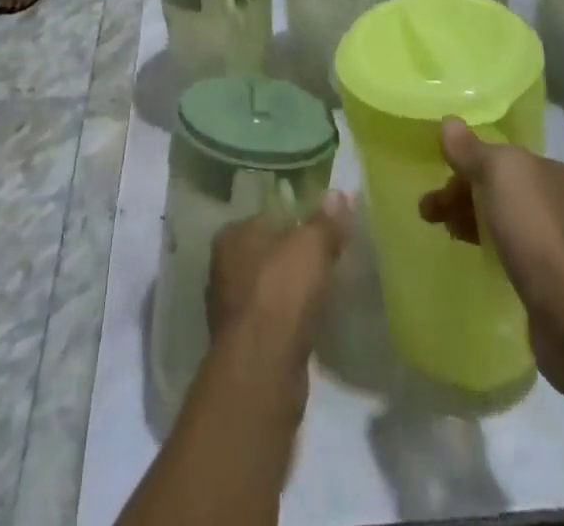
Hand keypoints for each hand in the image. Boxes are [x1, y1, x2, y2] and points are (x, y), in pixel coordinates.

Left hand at [207, 193, 352, 379]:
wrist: (263, 369)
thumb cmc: (281, 291)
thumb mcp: (312, 246)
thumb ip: (326, 221)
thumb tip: (339, 194)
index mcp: (232, 235)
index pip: (268, 217)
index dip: (296, 221)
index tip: (323, 230)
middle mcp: (224, 267)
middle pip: (268, 253)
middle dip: (293, 257)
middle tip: (328, 259)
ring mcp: (231, 308)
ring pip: (269, 288)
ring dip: (291, 291)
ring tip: (324, 290)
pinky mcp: (244, 344)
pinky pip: (273, 320)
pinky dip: (290, 320)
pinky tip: (312, 322)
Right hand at [420, 119, 563, 397]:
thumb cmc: (534, 230)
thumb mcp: (498, 174)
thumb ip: (472, 149)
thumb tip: (450, 122)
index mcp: (548, 169)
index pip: (497, 157)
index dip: (463, 165)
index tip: (435, 181)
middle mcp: (556, 200)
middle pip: (498, 188)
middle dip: (460, 195)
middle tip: (428, 214)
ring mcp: (557, 242)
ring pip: (503, 220)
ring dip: (471, 221)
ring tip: (446, 236)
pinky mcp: (552, 280)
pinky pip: (513, 252)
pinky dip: (490, 248)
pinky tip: (478, 258)